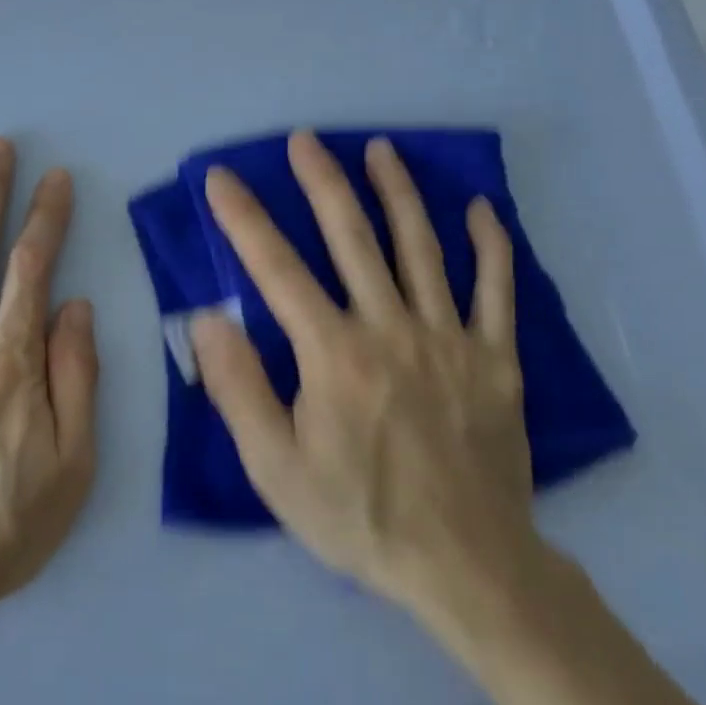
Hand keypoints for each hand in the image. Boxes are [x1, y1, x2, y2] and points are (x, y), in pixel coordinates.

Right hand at [190, 132, 548, 655]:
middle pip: (353, 239)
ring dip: (399, 193)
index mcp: (333, 353)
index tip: (221, 178)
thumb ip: (238, 387)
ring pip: (422, 248)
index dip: (244, 219)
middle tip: (305, 140)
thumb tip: (209, 318)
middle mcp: (390, 328)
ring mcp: (450, 339)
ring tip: (380, 149)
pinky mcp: (496, 360)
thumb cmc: (357, 515)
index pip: (277, 269)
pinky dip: (489, 246)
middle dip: (323, 183)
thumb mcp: (275, 466)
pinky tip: (479, 209)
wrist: (465, 565)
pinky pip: (497, 291)